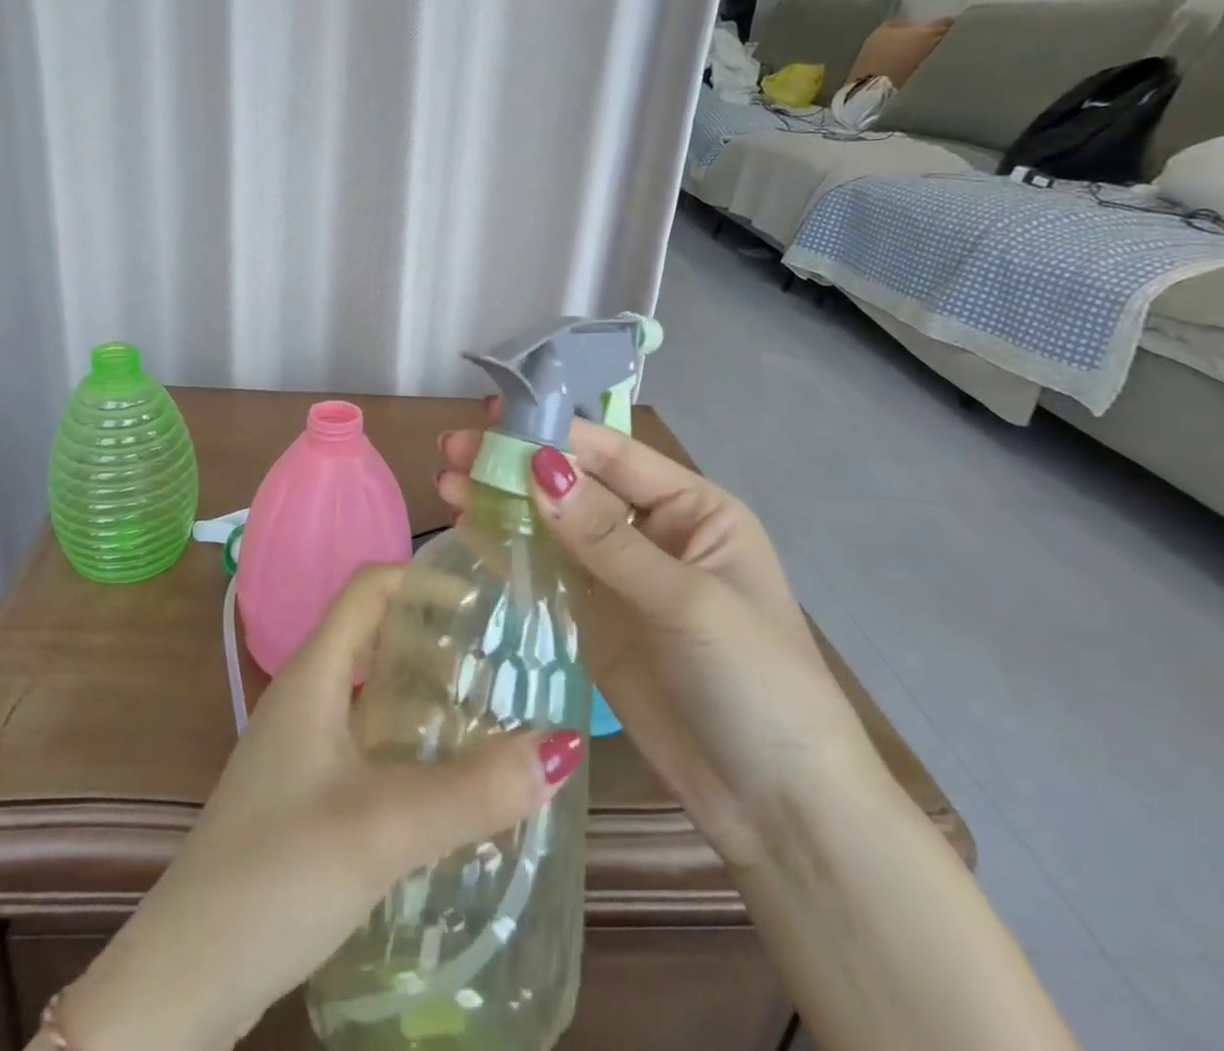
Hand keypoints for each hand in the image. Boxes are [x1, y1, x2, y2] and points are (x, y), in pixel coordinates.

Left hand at [55, 566, 585, 1049]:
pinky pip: (369, 743)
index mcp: (313, 676)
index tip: (486, 599)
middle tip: (505, 662)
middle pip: (376, 637)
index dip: (423, 578)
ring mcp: (302, 748)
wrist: (185, 976)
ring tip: (494, 716)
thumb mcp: (384, 826)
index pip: (368, 589)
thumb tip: (562, 743)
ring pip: (375, 695)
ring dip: (428, 696)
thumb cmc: (276, 874)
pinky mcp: (306, 794)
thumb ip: (473, 790)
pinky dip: (413, 744)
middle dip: (439, 639)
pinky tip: (450, 781)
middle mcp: (306, 698)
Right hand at [436, 409, 882, 868]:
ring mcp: (618, 578)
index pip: (615, 454)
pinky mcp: (593, 620)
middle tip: (451, 447)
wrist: (777, 808)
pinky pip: (545, 571)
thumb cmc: (756, 684)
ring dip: (502, 501)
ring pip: (552, 525)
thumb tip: (538, 468)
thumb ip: (606, 538)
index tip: (492, 416)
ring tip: (446, 481)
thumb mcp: (687, 601)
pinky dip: (507, 546)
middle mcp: (652, 532)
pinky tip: (468, 526)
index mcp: (693, 510)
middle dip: (516, 463)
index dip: (554, 431)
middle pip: (575, 485)